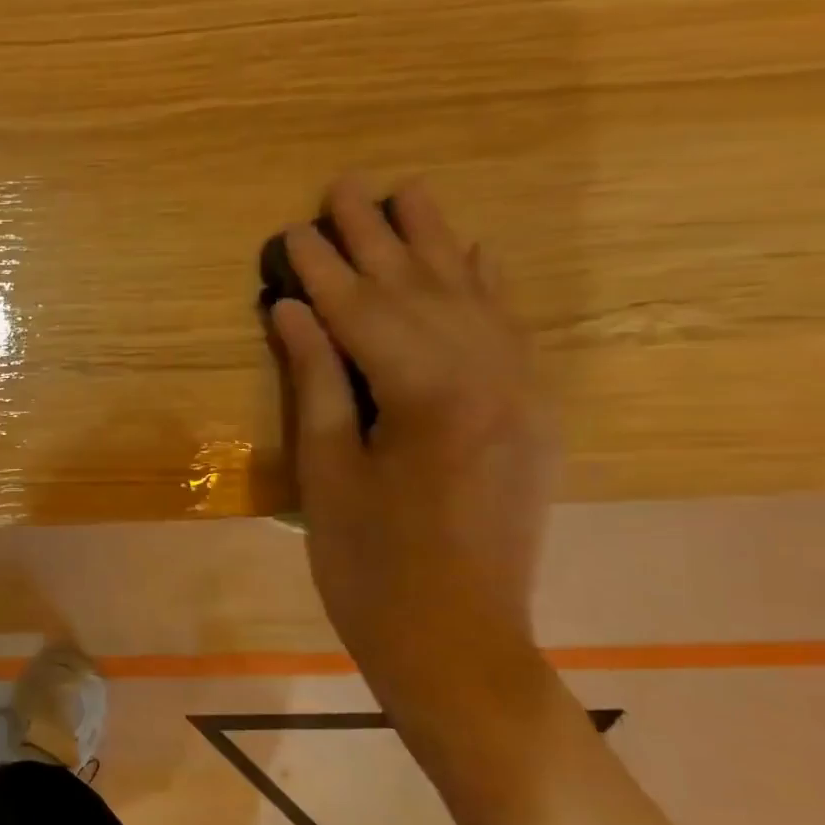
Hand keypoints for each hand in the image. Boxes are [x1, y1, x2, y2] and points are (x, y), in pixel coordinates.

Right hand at [269, 179, 556, 702]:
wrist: (456, 640)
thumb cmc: (369, 566)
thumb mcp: (327, 474)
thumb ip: (316, 382)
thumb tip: (293, 311)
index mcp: (431, 397)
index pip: (364, 313)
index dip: (324, 270)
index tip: (294, 228)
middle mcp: (491, 378)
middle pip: (422, 290)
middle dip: (377, 237)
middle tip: (344, 184)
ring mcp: (522, 393)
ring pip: (473, 298)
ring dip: (434, 243)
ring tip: (406, 192)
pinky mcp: (532, 413)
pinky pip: (512, 330)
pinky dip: (489, 285)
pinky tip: (475, 250)